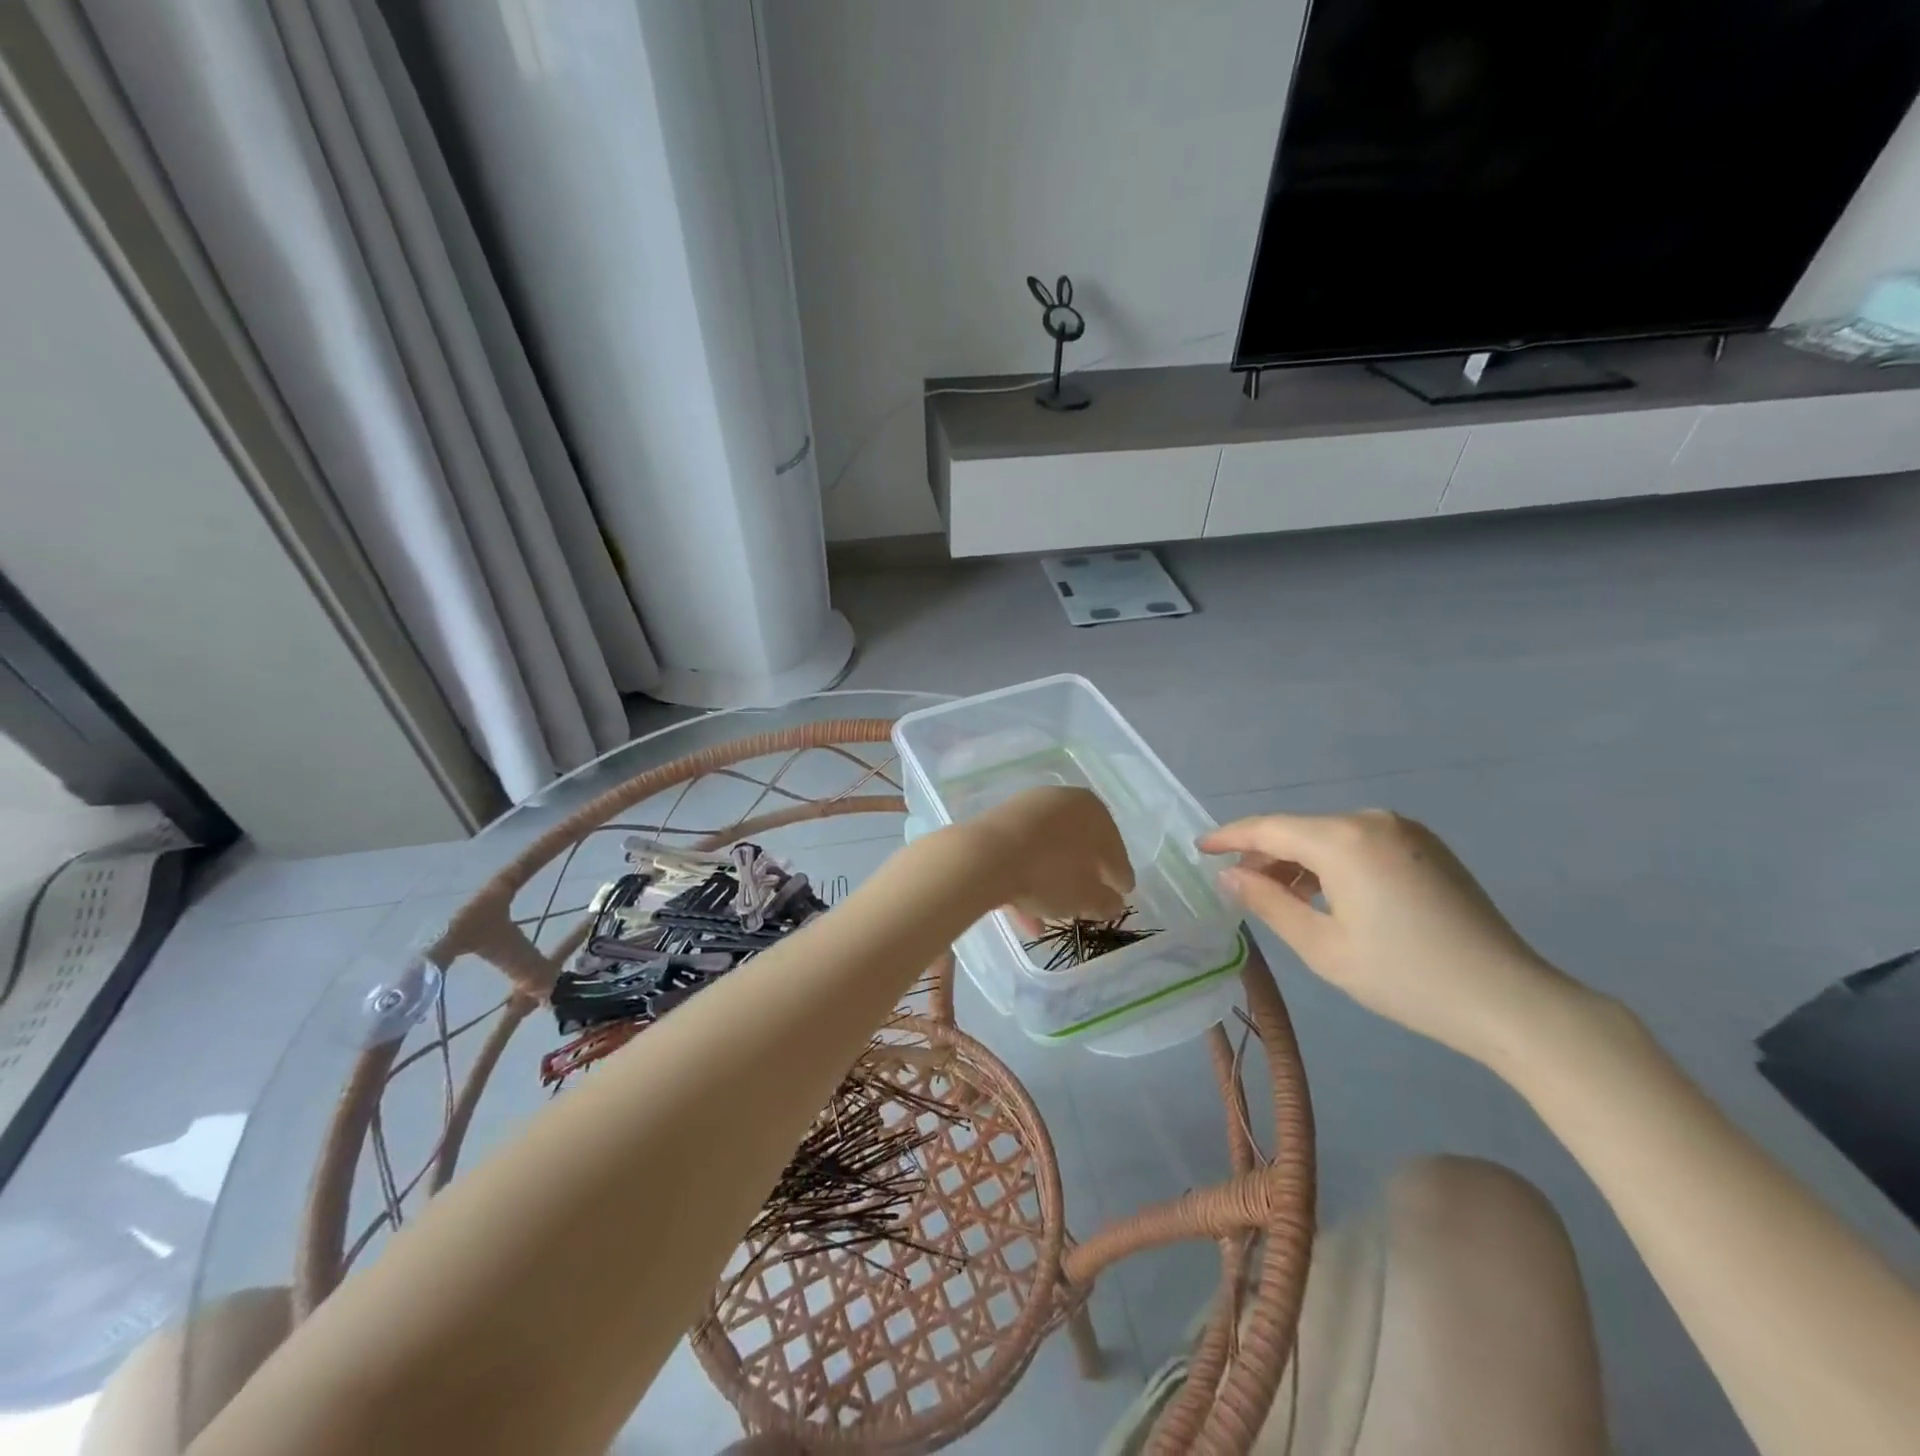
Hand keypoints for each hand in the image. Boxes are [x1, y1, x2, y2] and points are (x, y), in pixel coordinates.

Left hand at [967, 786, 1132, 924]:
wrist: (984, 857)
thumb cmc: (1049, 873)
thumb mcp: (1087, 896)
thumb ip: (1106, 901)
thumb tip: (1113, 902)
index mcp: (1091, 809)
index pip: (1113, 846)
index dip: (1119, 874)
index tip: (1123, 894)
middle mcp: (1059, 801)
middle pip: (1078, 844)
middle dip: (1083, 876)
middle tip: (1089, 902)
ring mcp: (1024, 810)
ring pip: (1046, 853)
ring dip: (1051, 886)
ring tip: (1053, 920)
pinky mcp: (995, 825)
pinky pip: (1019, 856)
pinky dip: (1025, 882)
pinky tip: (1025, 917)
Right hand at [1199, 811, 1588, 1068]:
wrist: (1509, 1000)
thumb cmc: (1405, 977)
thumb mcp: (1323, 947)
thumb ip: (1268, 903)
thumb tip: (1229, 875)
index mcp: (1344, 839)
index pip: (1269, 828)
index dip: (1230, 836)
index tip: (1199, 848)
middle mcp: (1372, 821)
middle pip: (1300, 829)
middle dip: (1265, 854)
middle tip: (1237, 885)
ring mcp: (1405, 831)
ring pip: (1330, 836)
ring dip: (1299, 861)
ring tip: (1279, 896)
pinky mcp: (1426, 847)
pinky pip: (1360, 843)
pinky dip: (1332, 863)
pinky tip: (1326, 895)